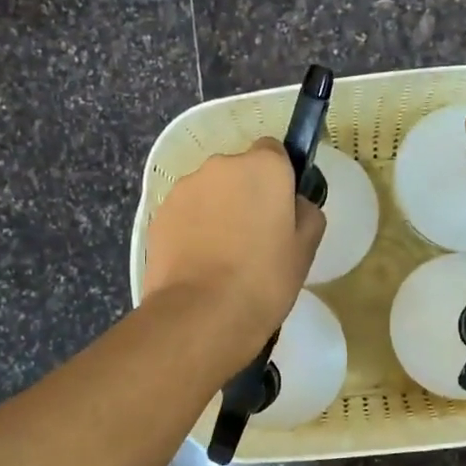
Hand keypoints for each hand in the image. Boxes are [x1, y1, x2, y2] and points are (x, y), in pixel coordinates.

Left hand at [141, 139, 325, 357]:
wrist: (201, 313)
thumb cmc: (264, 279)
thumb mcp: (306, 249)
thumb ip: (306, 213)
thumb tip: (293, 204)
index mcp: (263, 166)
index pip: (274, 152)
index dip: (279, 178)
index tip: (280, 208)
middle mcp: (221, 166)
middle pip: (238, 172)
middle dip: (245, 194)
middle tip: (254, 237)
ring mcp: (184, 188)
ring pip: (209, 192)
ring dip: (216, 211)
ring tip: (222, 256)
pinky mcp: (159, 214)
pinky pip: (185, 214)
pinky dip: (192, 229)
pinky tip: (199, 263)